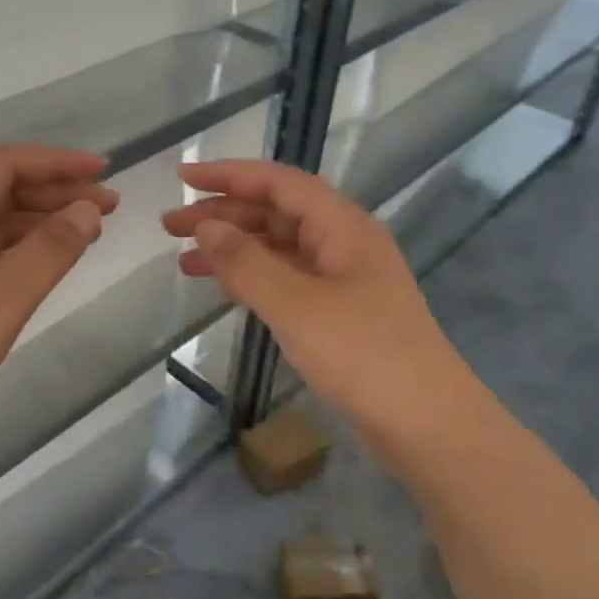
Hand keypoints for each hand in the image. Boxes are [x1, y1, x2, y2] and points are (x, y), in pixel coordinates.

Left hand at [0, 145, 116, 455]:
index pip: (3, 165)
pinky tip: (47, 262)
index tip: (103, 171)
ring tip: (89, 232)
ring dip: (40, 220)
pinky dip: (20, 249)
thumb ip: (48, 252)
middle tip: (109, 206)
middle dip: (55, 191)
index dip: (56, 162)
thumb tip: (88, 209)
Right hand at [162, 159, 473, 433]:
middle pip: (277, 211)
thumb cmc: (363, 355)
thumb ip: (246, 262)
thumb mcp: (296, 305)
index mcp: (342, 226)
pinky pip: (288, 279)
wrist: (427, 424)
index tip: (182, 177)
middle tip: (170, 226)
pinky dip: (254, 278)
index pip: (278, 182)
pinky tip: (225, 288)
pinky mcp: (341, 312)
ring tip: (185, 262)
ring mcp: (344, 279)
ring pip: (280, 247)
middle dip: (223, 214)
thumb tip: (205, 226)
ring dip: (234, 248)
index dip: (228, 174)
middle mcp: (344, 242)